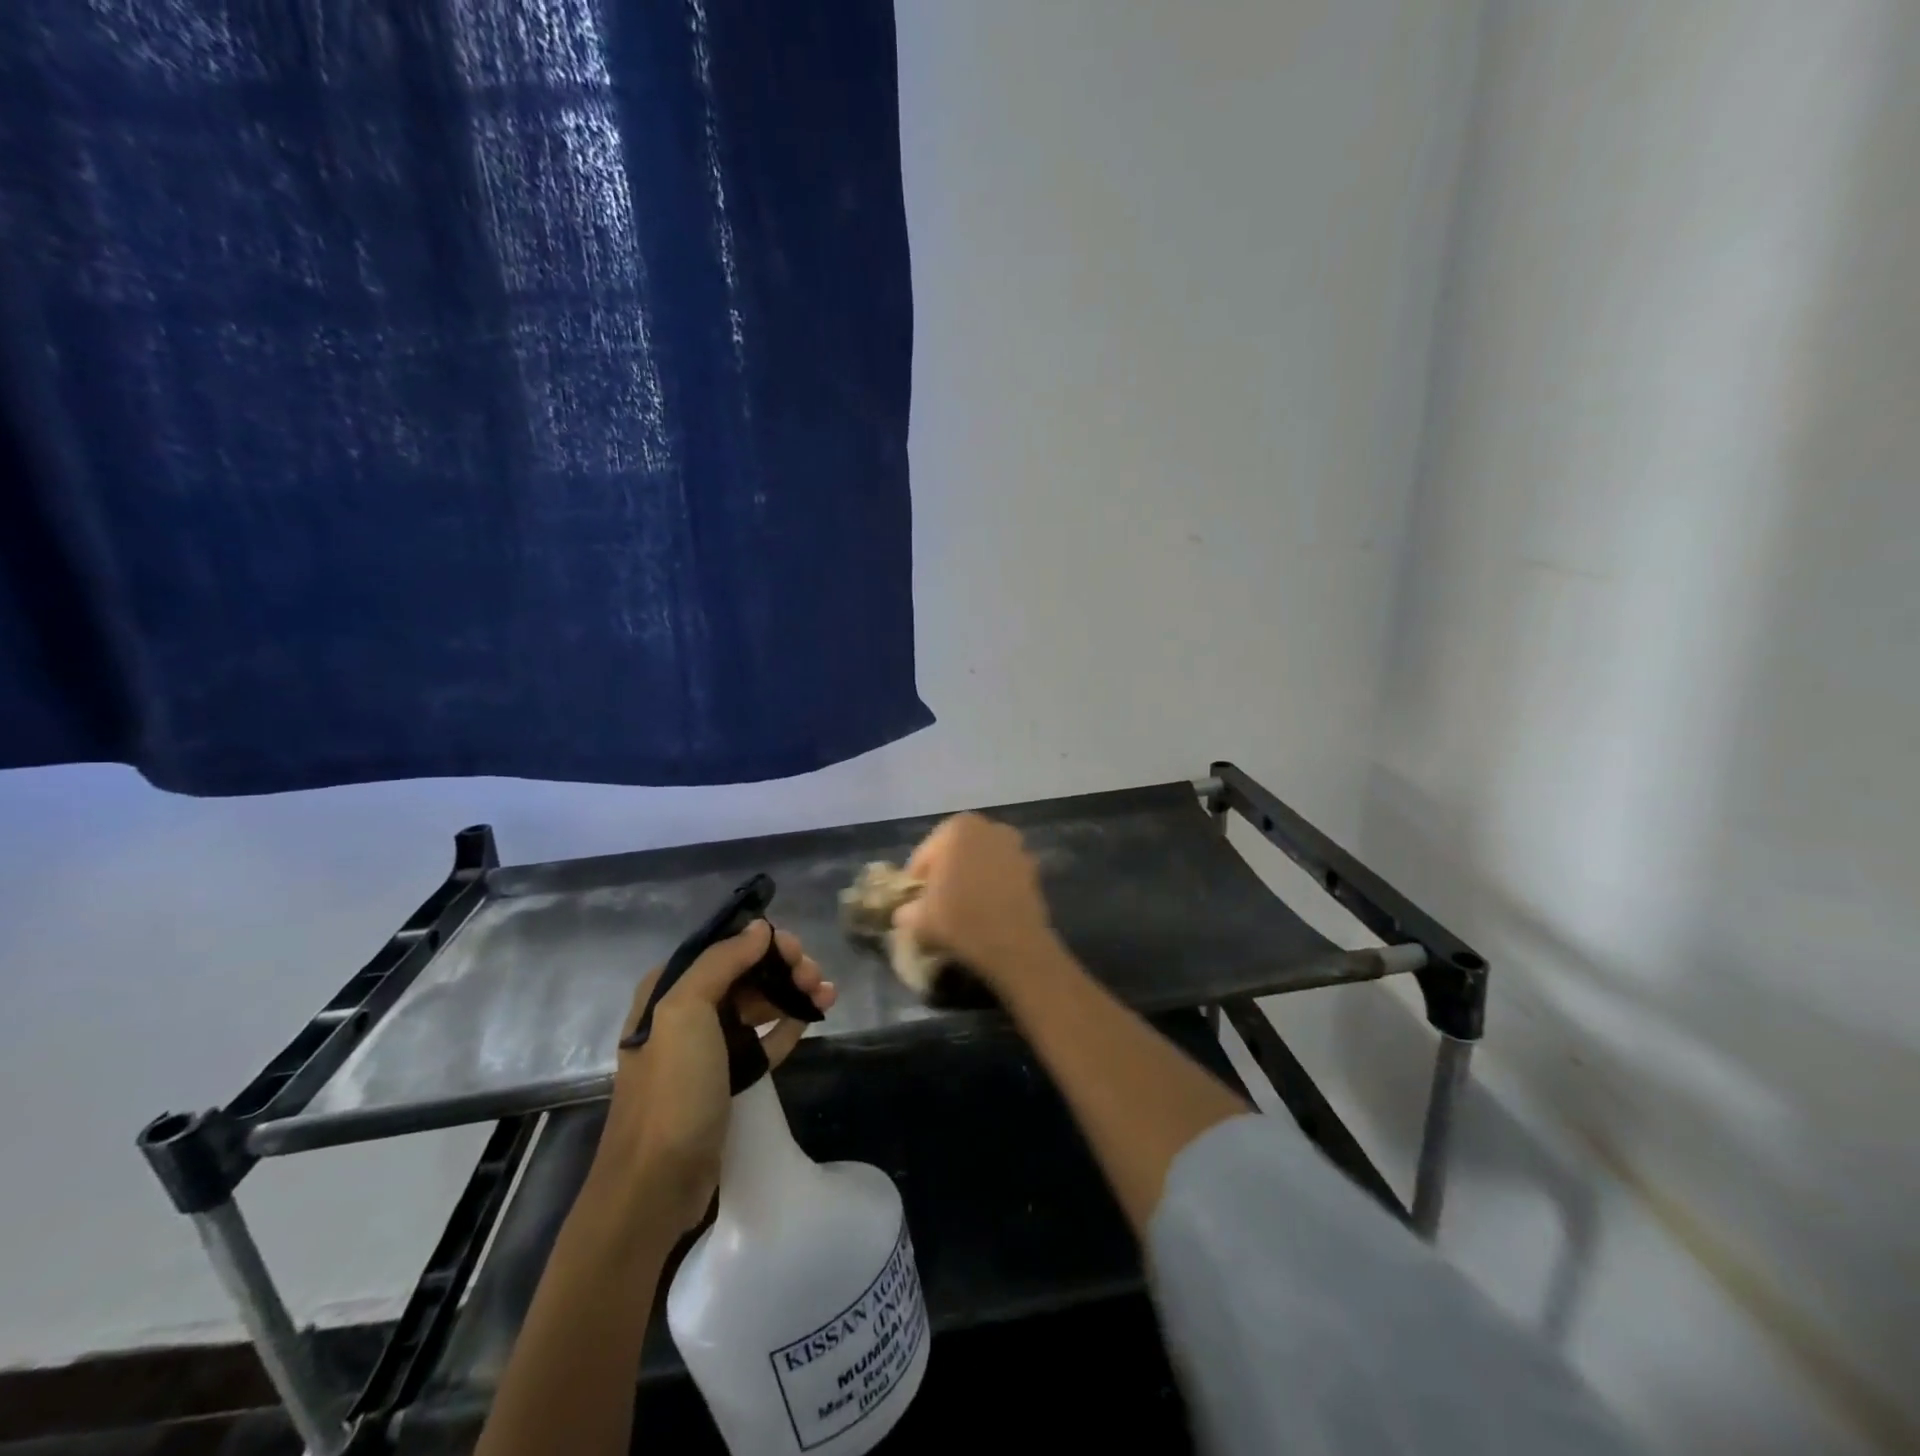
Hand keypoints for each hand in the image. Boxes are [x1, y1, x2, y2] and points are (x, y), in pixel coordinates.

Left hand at [592, 921, 835, 1233]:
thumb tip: (759, 927)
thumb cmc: (672, 1090)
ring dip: (792, 991)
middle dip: (783, 967)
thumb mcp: (685, 1013)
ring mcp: (708, 1046)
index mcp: (669, 990)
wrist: (656, 1183)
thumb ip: (721, 962)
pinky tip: (816, 1016)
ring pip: (759, 1003)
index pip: (724, 948)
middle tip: (814, 975)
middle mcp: (686, 1012)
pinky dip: (790, 1023)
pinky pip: (765, 1038)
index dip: (762, 942)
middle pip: (745, 973)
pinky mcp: (728, 1077)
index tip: (795, 950)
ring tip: (827, 993)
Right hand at [894, 813, 1059, 984]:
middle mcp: (988, 827)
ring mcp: (1015, 846)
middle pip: (954, 852)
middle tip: (935, 903)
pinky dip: (991, 887)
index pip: (925, 854)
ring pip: (980, 862)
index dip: (917, 880)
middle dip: (945, 873)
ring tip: (961, 908)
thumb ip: (906, 909)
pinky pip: (1001, 875)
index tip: (914, 902)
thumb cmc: (960, 919)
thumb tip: (906, 911)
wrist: (1014, 943)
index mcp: (957, 828)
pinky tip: (985, 911)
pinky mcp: (1033, 868)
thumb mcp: (918, 918)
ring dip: (970, 879)